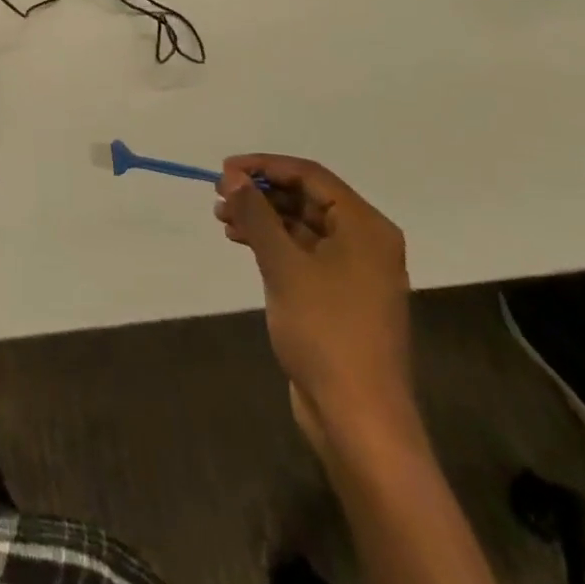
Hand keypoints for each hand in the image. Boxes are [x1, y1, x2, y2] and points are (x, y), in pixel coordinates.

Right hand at [215, 155, 413, 447]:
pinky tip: (240, 240)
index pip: (310, 176)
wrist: (358, 417)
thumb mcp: (284, 265)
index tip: (224, 170)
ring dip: (262, 217)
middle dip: (261, 192)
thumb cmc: (326, 331)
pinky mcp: (339, 295)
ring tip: (221, 217)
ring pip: (301, 225)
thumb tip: (233, 177)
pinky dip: (272, 242)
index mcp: (365, 227)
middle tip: (219, 194)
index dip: (265, 166)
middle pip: (306, 198)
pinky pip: (302, 251)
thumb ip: (257, 215)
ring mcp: (354, 270)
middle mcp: (365, 241)